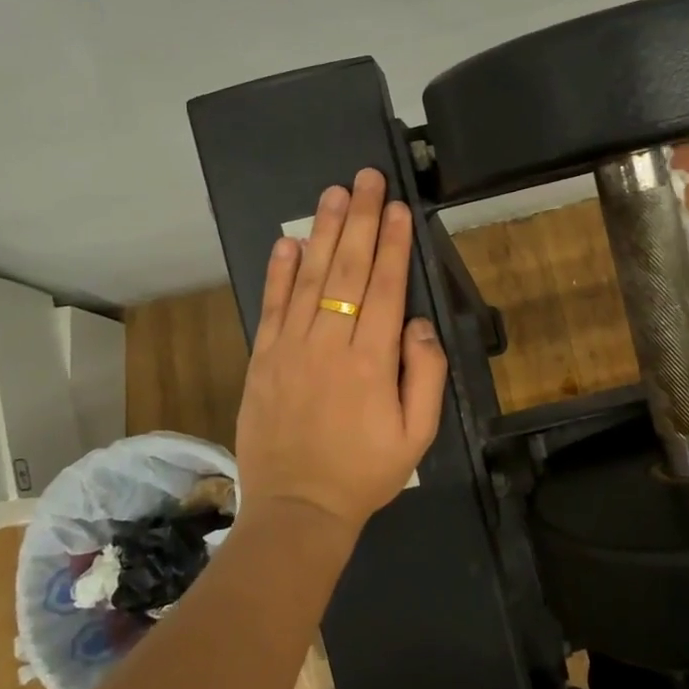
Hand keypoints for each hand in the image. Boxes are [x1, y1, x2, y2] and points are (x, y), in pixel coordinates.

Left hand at [234, 168, 448, 529]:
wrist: (298, 509)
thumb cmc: (365, 472)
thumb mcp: (418, 435)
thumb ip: (425, 375)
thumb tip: (419, 324)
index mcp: (372, 362)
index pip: (386, 288)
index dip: (394, 244)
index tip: (399, 208)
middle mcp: (330, 344)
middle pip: (349, 271)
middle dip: (362, 221)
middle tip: (367, 179)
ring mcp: (291, 349)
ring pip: (310, 279)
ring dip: (324, 233)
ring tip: (335, 194)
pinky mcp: (263, 359)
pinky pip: (272, 307)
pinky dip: (279, 272)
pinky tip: (289, 242)